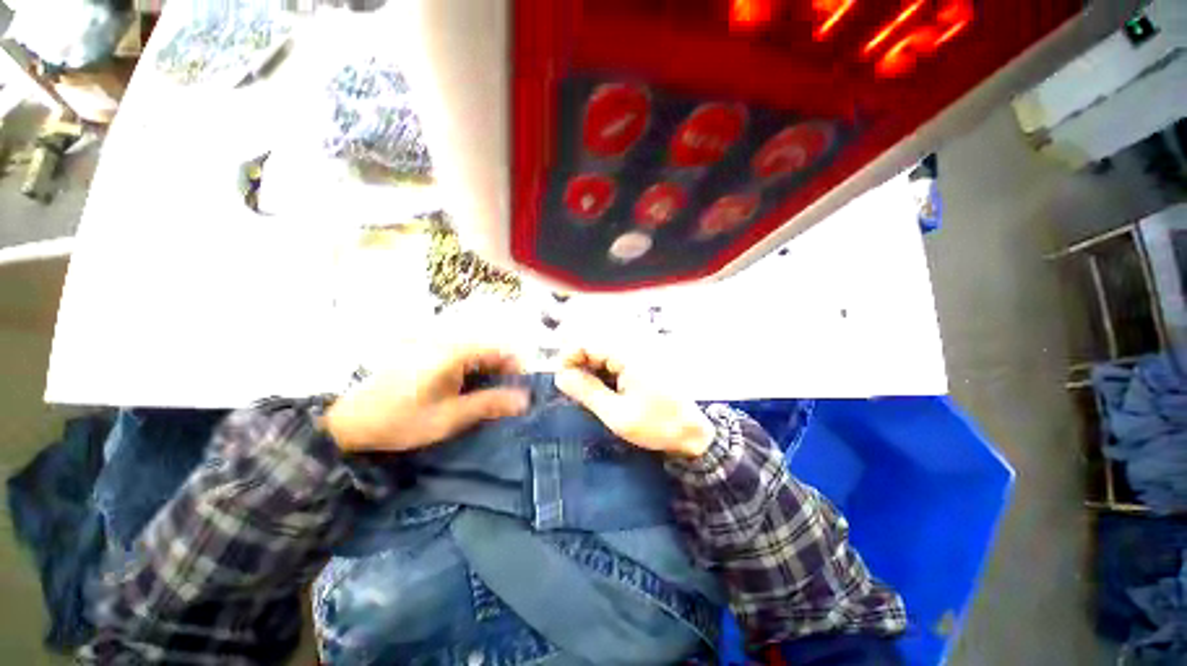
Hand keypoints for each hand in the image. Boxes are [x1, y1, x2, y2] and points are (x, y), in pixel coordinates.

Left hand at [324, 342, 529, 452]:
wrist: (350, 421)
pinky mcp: (424, 352)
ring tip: (488, 397)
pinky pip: (459, 356)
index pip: (499, 349)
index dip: (516, 367)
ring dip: (487, 372)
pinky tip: (465, 390)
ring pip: (475, 352)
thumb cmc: (402, 420)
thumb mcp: (450, 417)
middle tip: (506, 397)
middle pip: (488, 349)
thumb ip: (490, 404)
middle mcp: (446, 342)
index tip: (522, 388)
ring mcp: (433, 345)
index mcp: (454, 352)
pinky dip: (470, 371)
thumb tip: (524, 400)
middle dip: (502, 371)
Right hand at [554, 346, 714, 458]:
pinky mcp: (649, 347)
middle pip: (594, 334)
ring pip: (604, 338)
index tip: (564, 380)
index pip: (585, 339)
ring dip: (592, 358)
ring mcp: (645, 341)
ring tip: (593, 384)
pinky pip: (618, 343)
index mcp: (630, 353)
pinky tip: (610, 378)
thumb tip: (560, 376)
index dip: (568, 357)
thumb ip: (586, 392)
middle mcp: (637, 339)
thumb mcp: (617, 415)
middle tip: (577, 384)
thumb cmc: (657, 425)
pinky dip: (607, 358)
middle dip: (579, 358)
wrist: (694, 429)